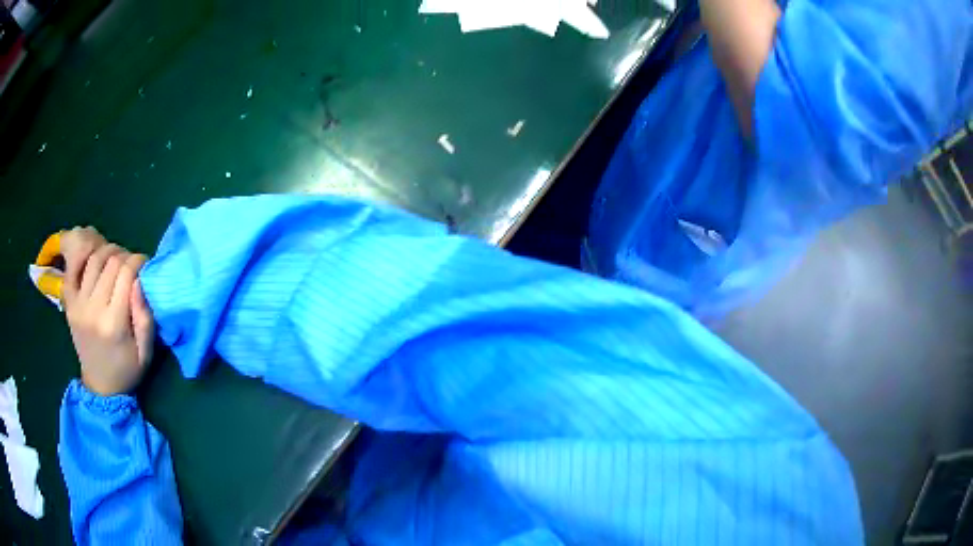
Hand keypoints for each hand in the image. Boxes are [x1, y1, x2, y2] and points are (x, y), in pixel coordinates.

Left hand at [61, 227, 154, 395]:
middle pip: (110, 261)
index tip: (145, 264)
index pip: (126, 273)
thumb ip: (145, 318)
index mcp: (114, 323)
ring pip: (93, 259)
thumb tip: (141, 281)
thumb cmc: (126, 370)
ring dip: (107, 251)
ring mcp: (78, 304)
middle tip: (132, 263)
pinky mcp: (69, 303)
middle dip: (125, 255)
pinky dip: (83, 255)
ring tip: (116, 259)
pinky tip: (94, 256)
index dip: (139, 260)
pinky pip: (73, 268)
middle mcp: (93, 309)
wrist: (100, 386)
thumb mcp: (145, 352)